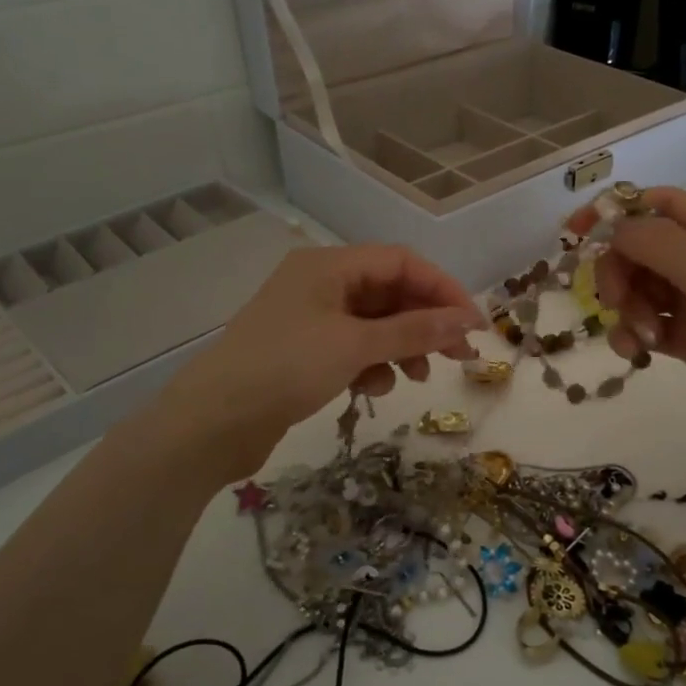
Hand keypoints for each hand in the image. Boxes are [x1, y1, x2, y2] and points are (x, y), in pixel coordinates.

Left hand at [159, 244, 484, 480]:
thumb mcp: (355, 345)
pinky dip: (373, 364)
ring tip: (418, 377)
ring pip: (375, 323)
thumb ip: (414, 330)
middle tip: (459, 355)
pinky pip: (354, 347)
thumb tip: (467, 319)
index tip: (473, 323)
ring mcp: (311, 318)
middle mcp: (320, 284)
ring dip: (402, 347)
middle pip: (390, 292)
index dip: (442, 289)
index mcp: (329, 265)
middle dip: (425, 322)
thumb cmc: (286, 369)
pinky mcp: (304, 352)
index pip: (401, 262)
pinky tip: (374, 388)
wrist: (212, 423)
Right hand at [593, 187, 685, 478]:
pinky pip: (650, 322)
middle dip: (623, 271)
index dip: (619, 211)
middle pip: (647, 248)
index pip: (665, 205)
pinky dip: (637, 333)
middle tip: (614, 300)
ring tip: (642, 337)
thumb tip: (615, 226)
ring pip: (644, 288)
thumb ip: (658, 242)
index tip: (577, 232)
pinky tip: (638, 352)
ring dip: (631, 308)